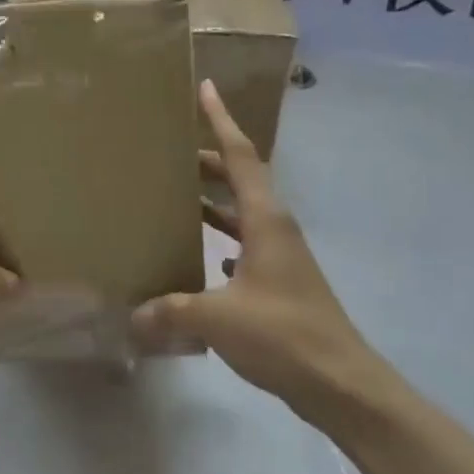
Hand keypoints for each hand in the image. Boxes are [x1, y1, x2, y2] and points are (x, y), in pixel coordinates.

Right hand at [132, 82, 402, 425]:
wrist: (342, 384)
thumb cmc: (284, 335)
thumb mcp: (218, 319)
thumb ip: (170, 311)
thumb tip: (132, 317)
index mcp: (265, 221)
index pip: (241, 157)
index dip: (222, 121)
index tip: (206, 89)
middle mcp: (276, 229)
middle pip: (241, 180)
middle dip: (208, 162)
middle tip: (170, 152)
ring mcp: (281, 257)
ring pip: (243, 214)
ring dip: (214, 201)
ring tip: (177, 196)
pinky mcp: (280, 284)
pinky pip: (245, 246)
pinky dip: (223, 240)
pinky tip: (204, 255)